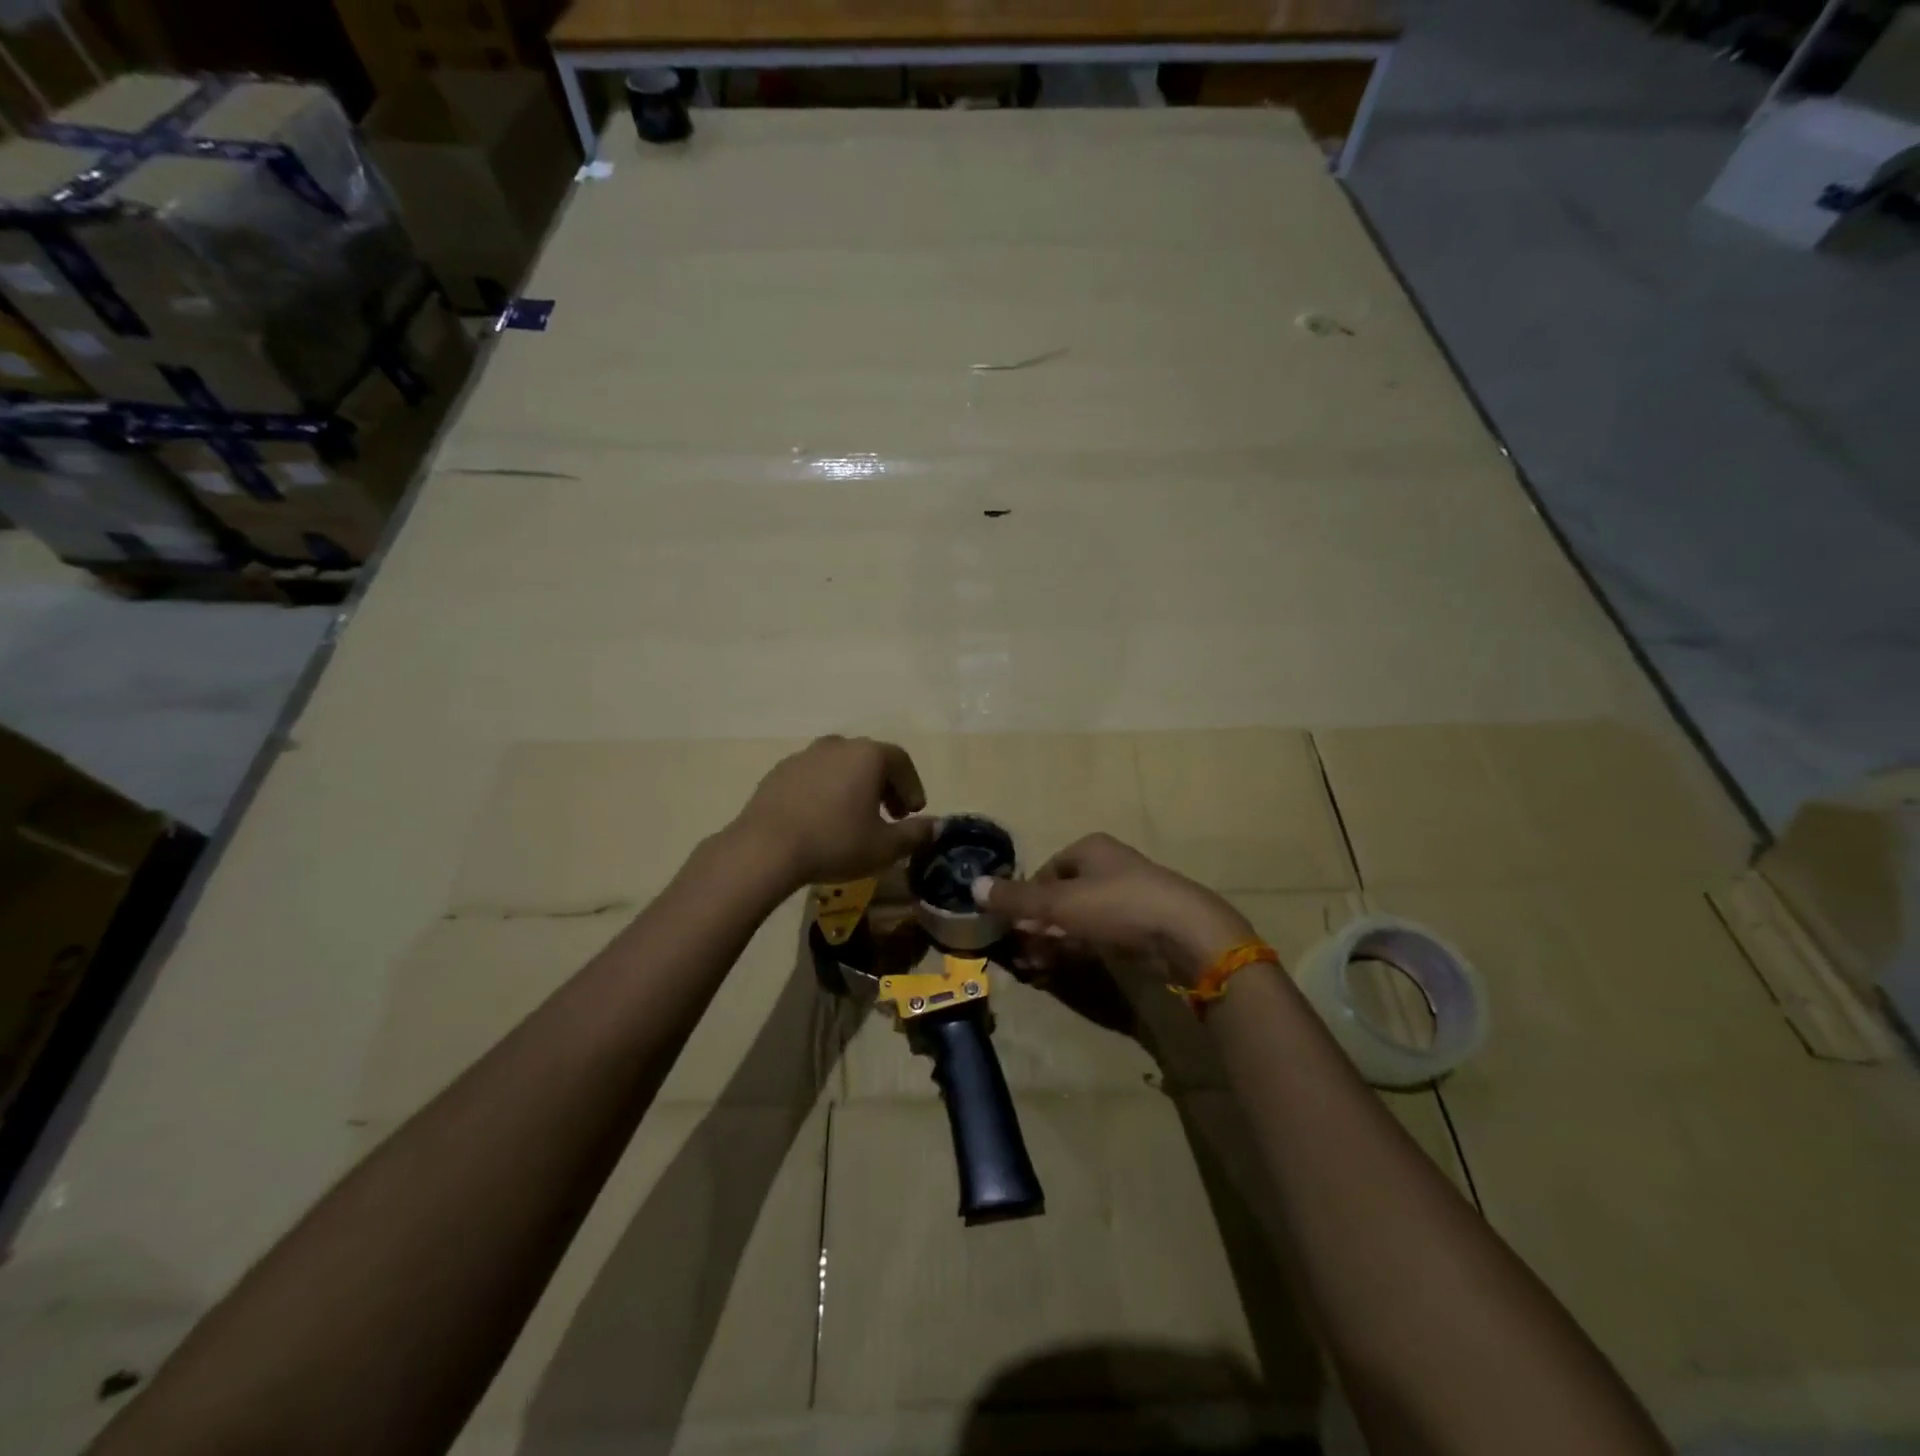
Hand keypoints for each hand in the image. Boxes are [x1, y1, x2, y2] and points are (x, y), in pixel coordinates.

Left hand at [735, 736, 935, 887]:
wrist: (765, 849)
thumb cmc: (835, 842)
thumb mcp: (885, 847)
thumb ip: (915, 834)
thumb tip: (935, 826)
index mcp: (868, 755)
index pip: (901, 762)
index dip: (913, 787)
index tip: (914, 813)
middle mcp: (838, 745)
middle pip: (871, 759)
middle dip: (886, 786)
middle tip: (891, 816)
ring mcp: (805, 755)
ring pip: (841, 766)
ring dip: (855, 787)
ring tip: (855, 818)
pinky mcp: (780, 771)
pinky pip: (814, 776)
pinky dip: (826, 791)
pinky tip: (821, 819)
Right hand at [975, 833, 1255, 986]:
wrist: (1184, 933)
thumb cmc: (1117, 905)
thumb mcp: (1059, 902)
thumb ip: (1016, 898)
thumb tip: (972, 886)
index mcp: (1090, 850)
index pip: (1047, 870)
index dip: (1027, 897)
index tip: (1012, 924)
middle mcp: (1108, 867)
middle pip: (1062, 896)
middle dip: (1039, 924)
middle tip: (1022, 952)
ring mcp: (1127, 897)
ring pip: (1080, 919)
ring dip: (1055, 941)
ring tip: (1036, 967)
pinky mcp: (1141, 927)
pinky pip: (1099, 936)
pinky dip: (1079, 950)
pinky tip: (1062, 969)